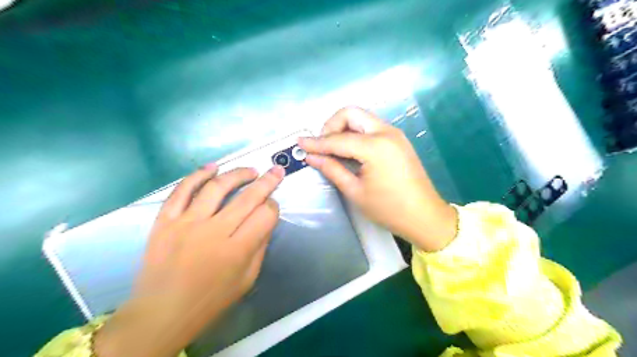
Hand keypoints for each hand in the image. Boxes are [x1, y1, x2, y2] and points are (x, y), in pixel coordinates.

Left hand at [94, 164, 283, 356]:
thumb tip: (267, 219)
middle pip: (247, 198)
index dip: (273, 207)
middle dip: (267, 181)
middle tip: (276, 171)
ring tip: (250, 171)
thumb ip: (260, 246)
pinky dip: (198, 175)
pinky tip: (213, 167)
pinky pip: (182, 191)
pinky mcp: (165, 221)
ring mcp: (186, 223)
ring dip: (237, 174)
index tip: (272, 206)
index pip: (265, 215)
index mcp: (237, 251)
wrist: (162, 313)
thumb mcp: (247, 279)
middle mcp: (213, 232)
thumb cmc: (211, 300)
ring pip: (216, 187)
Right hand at [300, 108, 457, 252]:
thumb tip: (311, 156)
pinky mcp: (398, 139)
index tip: (300, 143)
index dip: (316, 142)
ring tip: (333, 149)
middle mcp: (386, 132)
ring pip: (362, 118)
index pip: (338, 139)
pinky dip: (356, 133)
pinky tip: (350, 151)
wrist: (425, 216)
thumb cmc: (389, 209)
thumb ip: (332, 169)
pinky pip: (371, 127)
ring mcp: (394, 134)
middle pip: (351, 113)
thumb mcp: (355, 191)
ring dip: (344, 128)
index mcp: (375, 147)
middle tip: (323, 146)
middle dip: (331, 125)